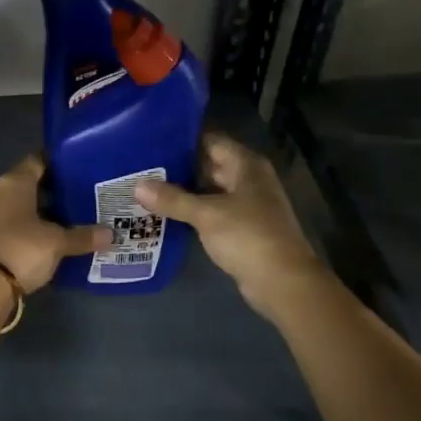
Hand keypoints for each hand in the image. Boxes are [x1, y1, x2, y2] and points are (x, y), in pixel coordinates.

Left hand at [0, 155, 109, 293]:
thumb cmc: (21, 249)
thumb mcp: (57, 243)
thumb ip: (83, 236)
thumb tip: (112, 234)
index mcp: (14, 182)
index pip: (37, 161)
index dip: (57, 164)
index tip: (77, 169)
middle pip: (27, 185)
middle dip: (51, 191)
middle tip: (78, 198)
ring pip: (17, 207)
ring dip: (37, 212)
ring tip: (66, 220)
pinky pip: (9, 225)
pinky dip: (26, 229)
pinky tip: (44, 240)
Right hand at [134, 133, 324, 321]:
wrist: (282, 281)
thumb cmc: (248, 236)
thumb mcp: (207, 215)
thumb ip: (173, 199)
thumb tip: (138, 186)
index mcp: (246, 165)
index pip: (210, 140)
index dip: (182, 139)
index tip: (151, 140)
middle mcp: (248, 179)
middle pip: (209, 164)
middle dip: (177, 167)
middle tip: (141, 166)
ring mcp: (247, 204)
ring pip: (209, 190)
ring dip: (183, 191)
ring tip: (146, 188)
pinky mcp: (242, 227)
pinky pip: (212, 211)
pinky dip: (192, 211)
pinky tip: (165, 214)